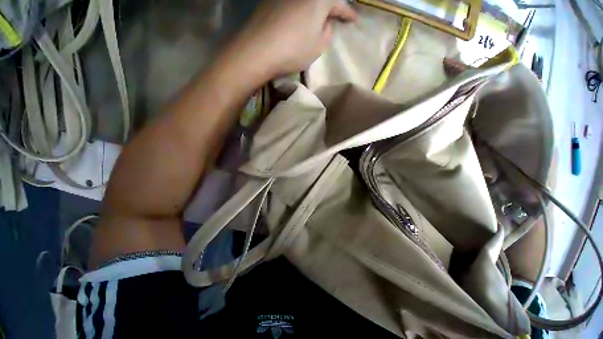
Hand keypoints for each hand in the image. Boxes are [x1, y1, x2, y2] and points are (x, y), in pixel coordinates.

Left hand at [232, 0, 356, 78]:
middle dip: (330, 8)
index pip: (339, 4)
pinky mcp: (270, 1)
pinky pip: (291, 4)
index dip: (347, 13)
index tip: (353, 20)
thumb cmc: (293, 50)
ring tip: (315, 21)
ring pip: (305, 1)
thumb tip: (325, 24)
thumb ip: (326, 32)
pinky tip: (296, 21)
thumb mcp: (318, 46)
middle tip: (334, 18)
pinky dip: (298, 11)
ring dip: (313, 9)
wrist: (258, 50)